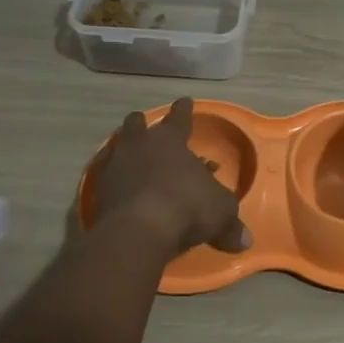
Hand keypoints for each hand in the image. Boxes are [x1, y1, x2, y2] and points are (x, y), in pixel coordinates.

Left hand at [92, 98, 250, 256]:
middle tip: (145, 125)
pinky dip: (114, 180)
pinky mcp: (98, 192)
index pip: (179, 118)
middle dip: (142, 124)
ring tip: (130, 156)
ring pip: (117, 148)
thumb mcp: (220, 212)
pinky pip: (106, 178)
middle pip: (136, 125)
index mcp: (170, 140)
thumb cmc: (187, 207)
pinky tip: (119, 189)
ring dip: (125, 150)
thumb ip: (230, 223)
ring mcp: (115, 167)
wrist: (138, 231)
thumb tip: (245, 241)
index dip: (184, 110)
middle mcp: (139, 146)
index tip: (184, 101)